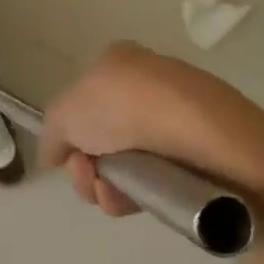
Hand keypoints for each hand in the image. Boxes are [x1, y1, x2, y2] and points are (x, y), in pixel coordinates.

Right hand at [38, 42, 263, 215]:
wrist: (210, 139)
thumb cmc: (130, 109)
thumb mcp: (67, 112)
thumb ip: (52, 133)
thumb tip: (54, 154)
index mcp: (121, 61)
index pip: (83, 98)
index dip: (71, 130)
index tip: (68, 153)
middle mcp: (149, 85)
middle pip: (100, 137)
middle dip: (86, 165)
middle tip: (87, 175)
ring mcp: (178, 122)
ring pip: (125, 164)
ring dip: (107, 186)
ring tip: (113, 194)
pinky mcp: (202, 157)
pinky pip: (156, 180)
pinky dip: (138, 195)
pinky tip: (135, 201)